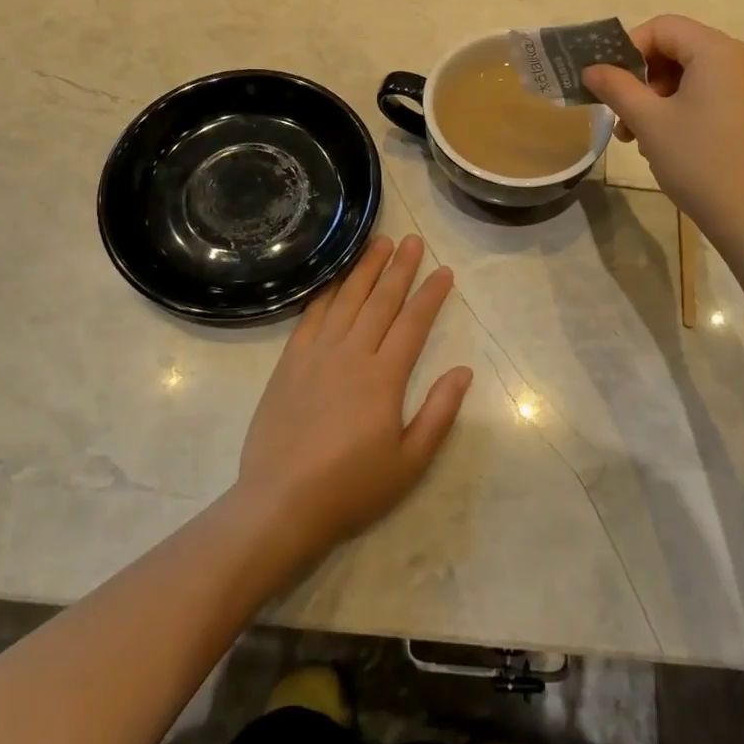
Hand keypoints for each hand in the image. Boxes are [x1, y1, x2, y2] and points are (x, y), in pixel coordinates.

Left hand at [235, 235, 472, 565]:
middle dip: (399, 268)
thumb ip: (439, 413)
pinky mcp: (289, 363)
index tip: (444, 270)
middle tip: (412, 240)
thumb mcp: (409, 462)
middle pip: (380, 301)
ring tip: (378, 243)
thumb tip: (463, 371)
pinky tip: (335, 279)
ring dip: (364, 269)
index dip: (430, 294)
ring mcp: (316, 355)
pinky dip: (326, 292)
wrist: (281, 502)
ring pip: (346, 300)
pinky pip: (310, 316)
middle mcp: (351, 354)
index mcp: (384, 377)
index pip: (413, 323)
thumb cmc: (352, 487)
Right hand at [582, 14, 743, 239]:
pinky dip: (685, 107)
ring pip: (695, 74)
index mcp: (720, 52)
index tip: (608, 81)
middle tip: (621, 114)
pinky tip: (668, 141)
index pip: (665, 27)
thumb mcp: (649, 122)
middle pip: (680, 49)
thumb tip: (591, 69)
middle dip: (643, 78)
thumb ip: (616, 87)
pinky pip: (714, 93)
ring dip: (660, 97)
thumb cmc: (699, 161)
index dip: (629, 48)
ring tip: (638, 136)